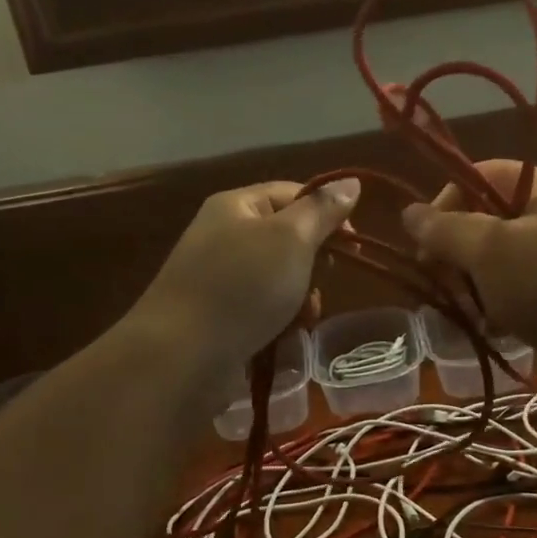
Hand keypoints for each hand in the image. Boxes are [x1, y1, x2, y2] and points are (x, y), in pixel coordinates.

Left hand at [131, 179, 359, 368]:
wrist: (183, 355)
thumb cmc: (242, 287)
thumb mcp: (291, 239)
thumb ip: (323, 210)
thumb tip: (351, 181)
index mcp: (236, 207)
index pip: (292, 194)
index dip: (327, 213)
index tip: (353, 245)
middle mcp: (224, 237)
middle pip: (287, 240)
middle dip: (314, 264)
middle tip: (324, 281)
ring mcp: (220, 280)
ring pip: (280, 281)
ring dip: (300, 299)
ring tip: (303, 319)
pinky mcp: (220, 319)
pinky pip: (263, 312)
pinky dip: (280, 323)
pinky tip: (285, 339)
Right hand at [401, 163, 536, 353]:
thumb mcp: (490, 250)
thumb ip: (445, 230)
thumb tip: (409, 213)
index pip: (479, 176)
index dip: (444, 204)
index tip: (424, 246)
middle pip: (489, 221)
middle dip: (460, 255)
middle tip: (444, 285)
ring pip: (504, 263)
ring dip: (480, 287)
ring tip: (472, 315)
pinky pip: (526, 293)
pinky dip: (507, 309)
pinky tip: (500, 330)